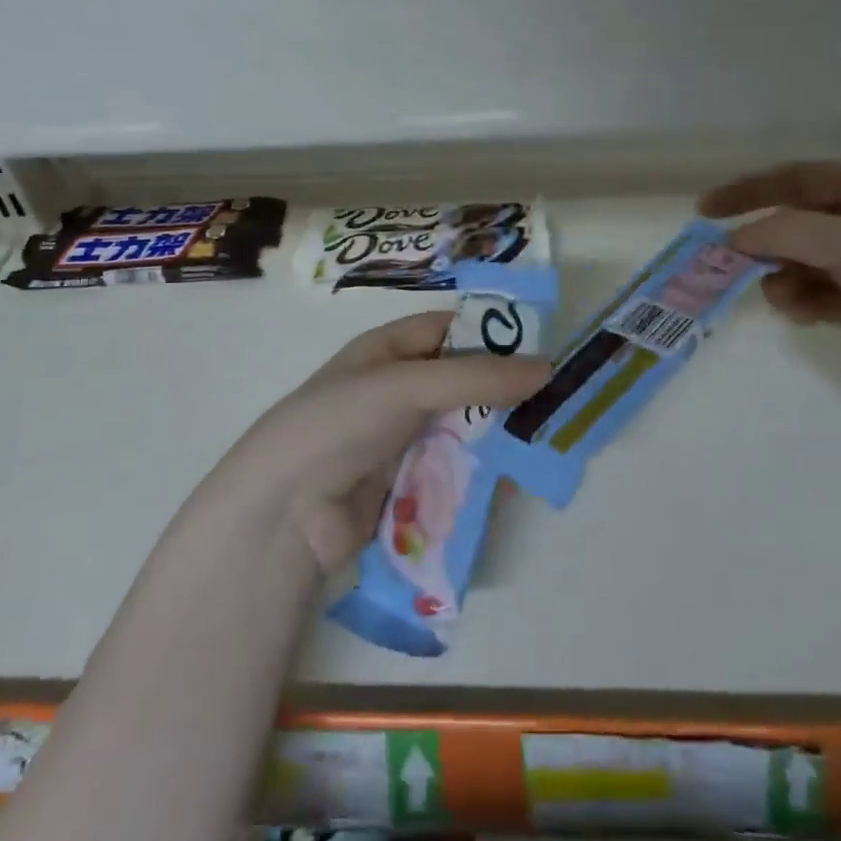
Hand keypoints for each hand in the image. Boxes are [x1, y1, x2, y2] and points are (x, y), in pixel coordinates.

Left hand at [221, 312, 548, 572]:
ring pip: (465, 429)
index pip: (450, 329)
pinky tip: (512, 482)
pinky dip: (482, 474)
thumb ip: (477, 377)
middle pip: (463, 382)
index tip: (544, 347)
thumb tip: (547, 368)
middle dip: (504, 392)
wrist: (286, 510)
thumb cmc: (340, 422)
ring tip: (544, 444)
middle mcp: (398, 389)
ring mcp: (403, 438)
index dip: (494, 333)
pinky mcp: (409, 484)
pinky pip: (456, 470)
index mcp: (389, 351)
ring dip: (498, 436)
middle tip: (555, 402)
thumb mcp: (407, 386)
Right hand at [699, 163, 840, 404]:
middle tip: (732, 264)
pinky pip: (818, 292)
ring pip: (804, 260)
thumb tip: (733, 239)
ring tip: (785, 299)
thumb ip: (784, 232)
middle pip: (798, 221)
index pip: (799, 178)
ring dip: (784, 276)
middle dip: (767, 242)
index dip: (749, 191)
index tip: (704, 210)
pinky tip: (803, 314)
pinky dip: (803, 300)